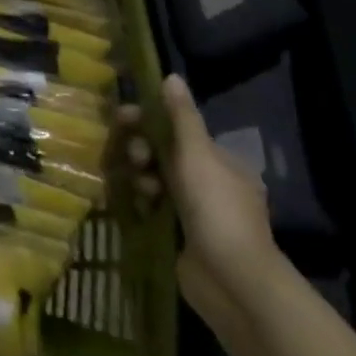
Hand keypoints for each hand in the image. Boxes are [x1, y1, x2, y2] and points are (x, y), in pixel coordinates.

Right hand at [118, 73, 280, 328]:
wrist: (231, 279)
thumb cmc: (216, 208)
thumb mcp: (197, 154)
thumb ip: (181, 116)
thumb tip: (171, 76)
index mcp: (221, 163)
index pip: (178, 131)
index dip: (149, 121)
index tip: (123, 118)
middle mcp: (209, 184)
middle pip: (163, 155)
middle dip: (143, 151)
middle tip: (135, 158)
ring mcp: (194, 212)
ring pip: (155, 181)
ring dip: (142, 178)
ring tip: (143, 191)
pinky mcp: (178, 234)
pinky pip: (151, 208)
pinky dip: (141, 203)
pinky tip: (136, 206)